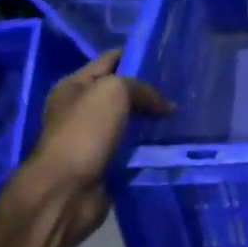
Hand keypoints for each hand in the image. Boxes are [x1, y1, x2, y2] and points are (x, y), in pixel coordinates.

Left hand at [21, 51, 172, 243]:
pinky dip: (148, 143)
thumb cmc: (84, 131)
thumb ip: (141, 88)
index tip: (169, 58)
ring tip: (181, 113)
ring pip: (130, 120)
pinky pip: (132, 146)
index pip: (111, 60)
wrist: (66, 191)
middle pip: (122, 91)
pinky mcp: (104, 162)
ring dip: (151, 118)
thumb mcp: (114, 91)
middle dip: (148, 90)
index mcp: (73, 86)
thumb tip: (165, 105)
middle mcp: (80, 109)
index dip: (138, 55)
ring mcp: (91, 137)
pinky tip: (170, 137)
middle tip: (180, 87)